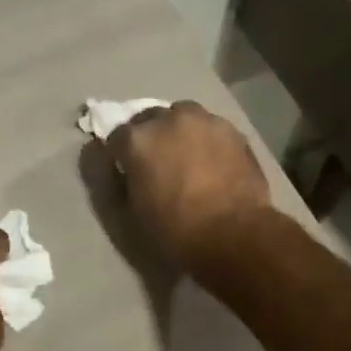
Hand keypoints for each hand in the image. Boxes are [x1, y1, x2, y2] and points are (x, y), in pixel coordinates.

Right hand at [105, 102, 271, 273]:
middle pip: (150, 118)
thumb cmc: (175, 230)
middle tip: (156, 161)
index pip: (117, 137)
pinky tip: (211, 160)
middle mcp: (168, 120)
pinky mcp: (232, 130)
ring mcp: (203, 121)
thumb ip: (118, 182)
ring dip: (178, 131)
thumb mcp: (130, 212)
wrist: (234, 235)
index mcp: (137, 140)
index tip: (126, 169)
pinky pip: (210, 128)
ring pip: (183, 116)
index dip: (120, 154)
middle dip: (149, 136)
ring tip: (186, 155)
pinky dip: (205, 139)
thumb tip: (120, 167)